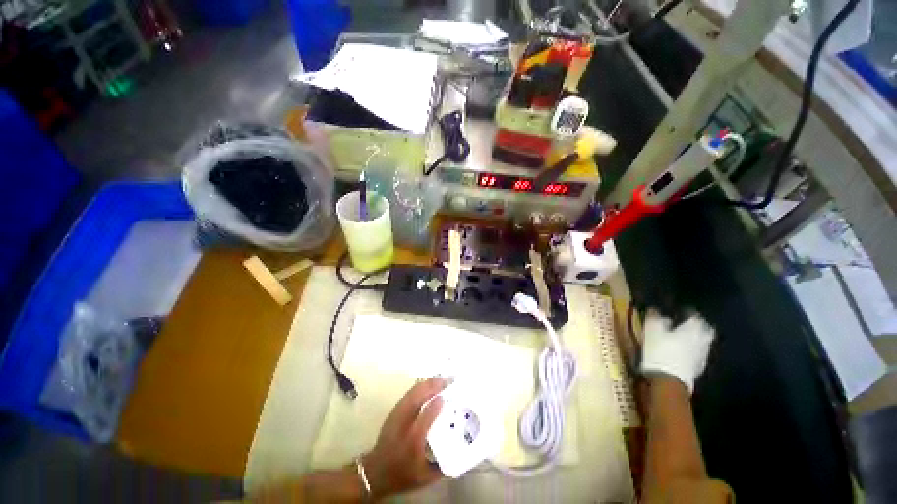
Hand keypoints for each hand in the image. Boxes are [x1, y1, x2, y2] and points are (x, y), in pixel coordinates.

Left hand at [362, 378, 447, 498]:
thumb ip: (443, 466)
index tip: (449, 397)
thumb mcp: (425, 477)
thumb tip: (462, 455)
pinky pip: (410, 392)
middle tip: (450, 380)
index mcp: (414, 440)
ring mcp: (397, 413)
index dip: (437, 404)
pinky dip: (422, 385)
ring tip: (442, 379)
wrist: (375, 471)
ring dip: (429, 383)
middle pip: (418, 396)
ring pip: (414, 390)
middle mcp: (404, 422)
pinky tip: (430, 384)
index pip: (426, 416)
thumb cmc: (402, 474)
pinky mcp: (395, 410)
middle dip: (434, 385)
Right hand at [640, 312, 714, 393]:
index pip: (695, 316)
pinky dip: (692, 351)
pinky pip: (697, 354)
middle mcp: (702, 340)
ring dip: (695, 339)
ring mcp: (702, 355)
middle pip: (704, 330)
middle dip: (697, 326)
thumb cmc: (660, 351)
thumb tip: (655, 310)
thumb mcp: (652, 330)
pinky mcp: (698, 367)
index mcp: (693, 329)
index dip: (688, 312)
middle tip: (685, 324)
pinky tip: (682, 353)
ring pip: (702, 342)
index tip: (680, 311)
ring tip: (682, 338)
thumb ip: (655, 318)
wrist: (668, 380)